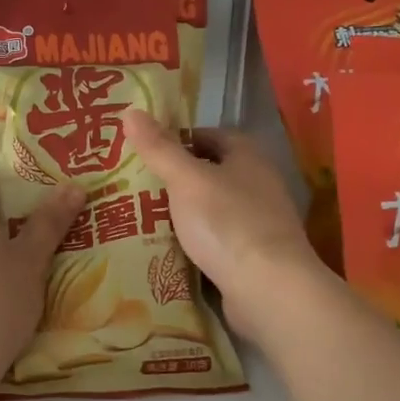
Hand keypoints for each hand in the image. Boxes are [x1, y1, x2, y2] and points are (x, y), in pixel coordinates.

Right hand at [121, 109, 320, 345]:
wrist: (269, 289)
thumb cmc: (227, 223)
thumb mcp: (186, 180)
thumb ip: (159, 148)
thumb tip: (130, 111)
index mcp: (247, 156)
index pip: (207, 136)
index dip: (176, 139)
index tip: (142, 151)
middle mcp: (258, 183)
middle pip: (208, 172)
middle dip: (174, 179)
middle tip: (132, 185)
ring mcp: (258, 221)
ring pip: (210, 208)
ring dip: (181, 213)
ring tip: (139, 217)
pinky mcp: (252, 255)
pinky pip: (215, 240)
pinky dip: (193, 242)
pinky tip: (166, 250)